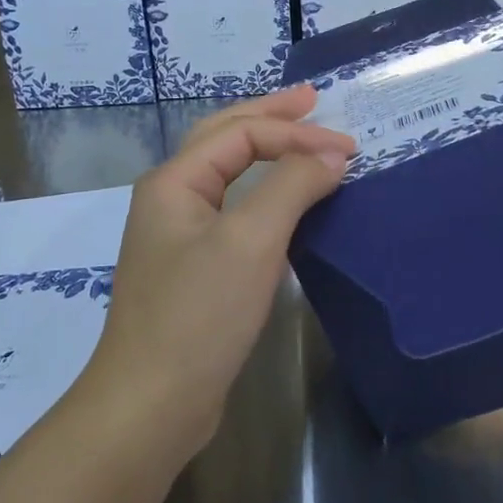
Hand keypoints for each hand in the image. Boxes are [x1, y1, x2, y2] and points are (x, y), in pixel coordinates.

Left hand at [87, 85, 354, 444]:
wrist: (153, 403)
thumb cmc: (199, 314)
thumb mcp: (251, 241)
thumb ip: (292, 186)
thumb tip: (331, 156)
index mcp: (175, 182)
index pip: (242, 134)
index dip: (297, 134)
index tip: (349, 150)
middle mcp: (171, 199)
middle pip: (224, 139)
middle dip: (270, 116)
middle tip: (313, 100)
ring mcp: (179, 236)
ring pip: (228, 175)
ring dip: (266, 151)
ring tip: (302, 135)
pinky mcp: (194, 270)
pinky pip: (233, 211)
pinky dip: (264, 193)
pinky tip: (284, 200)